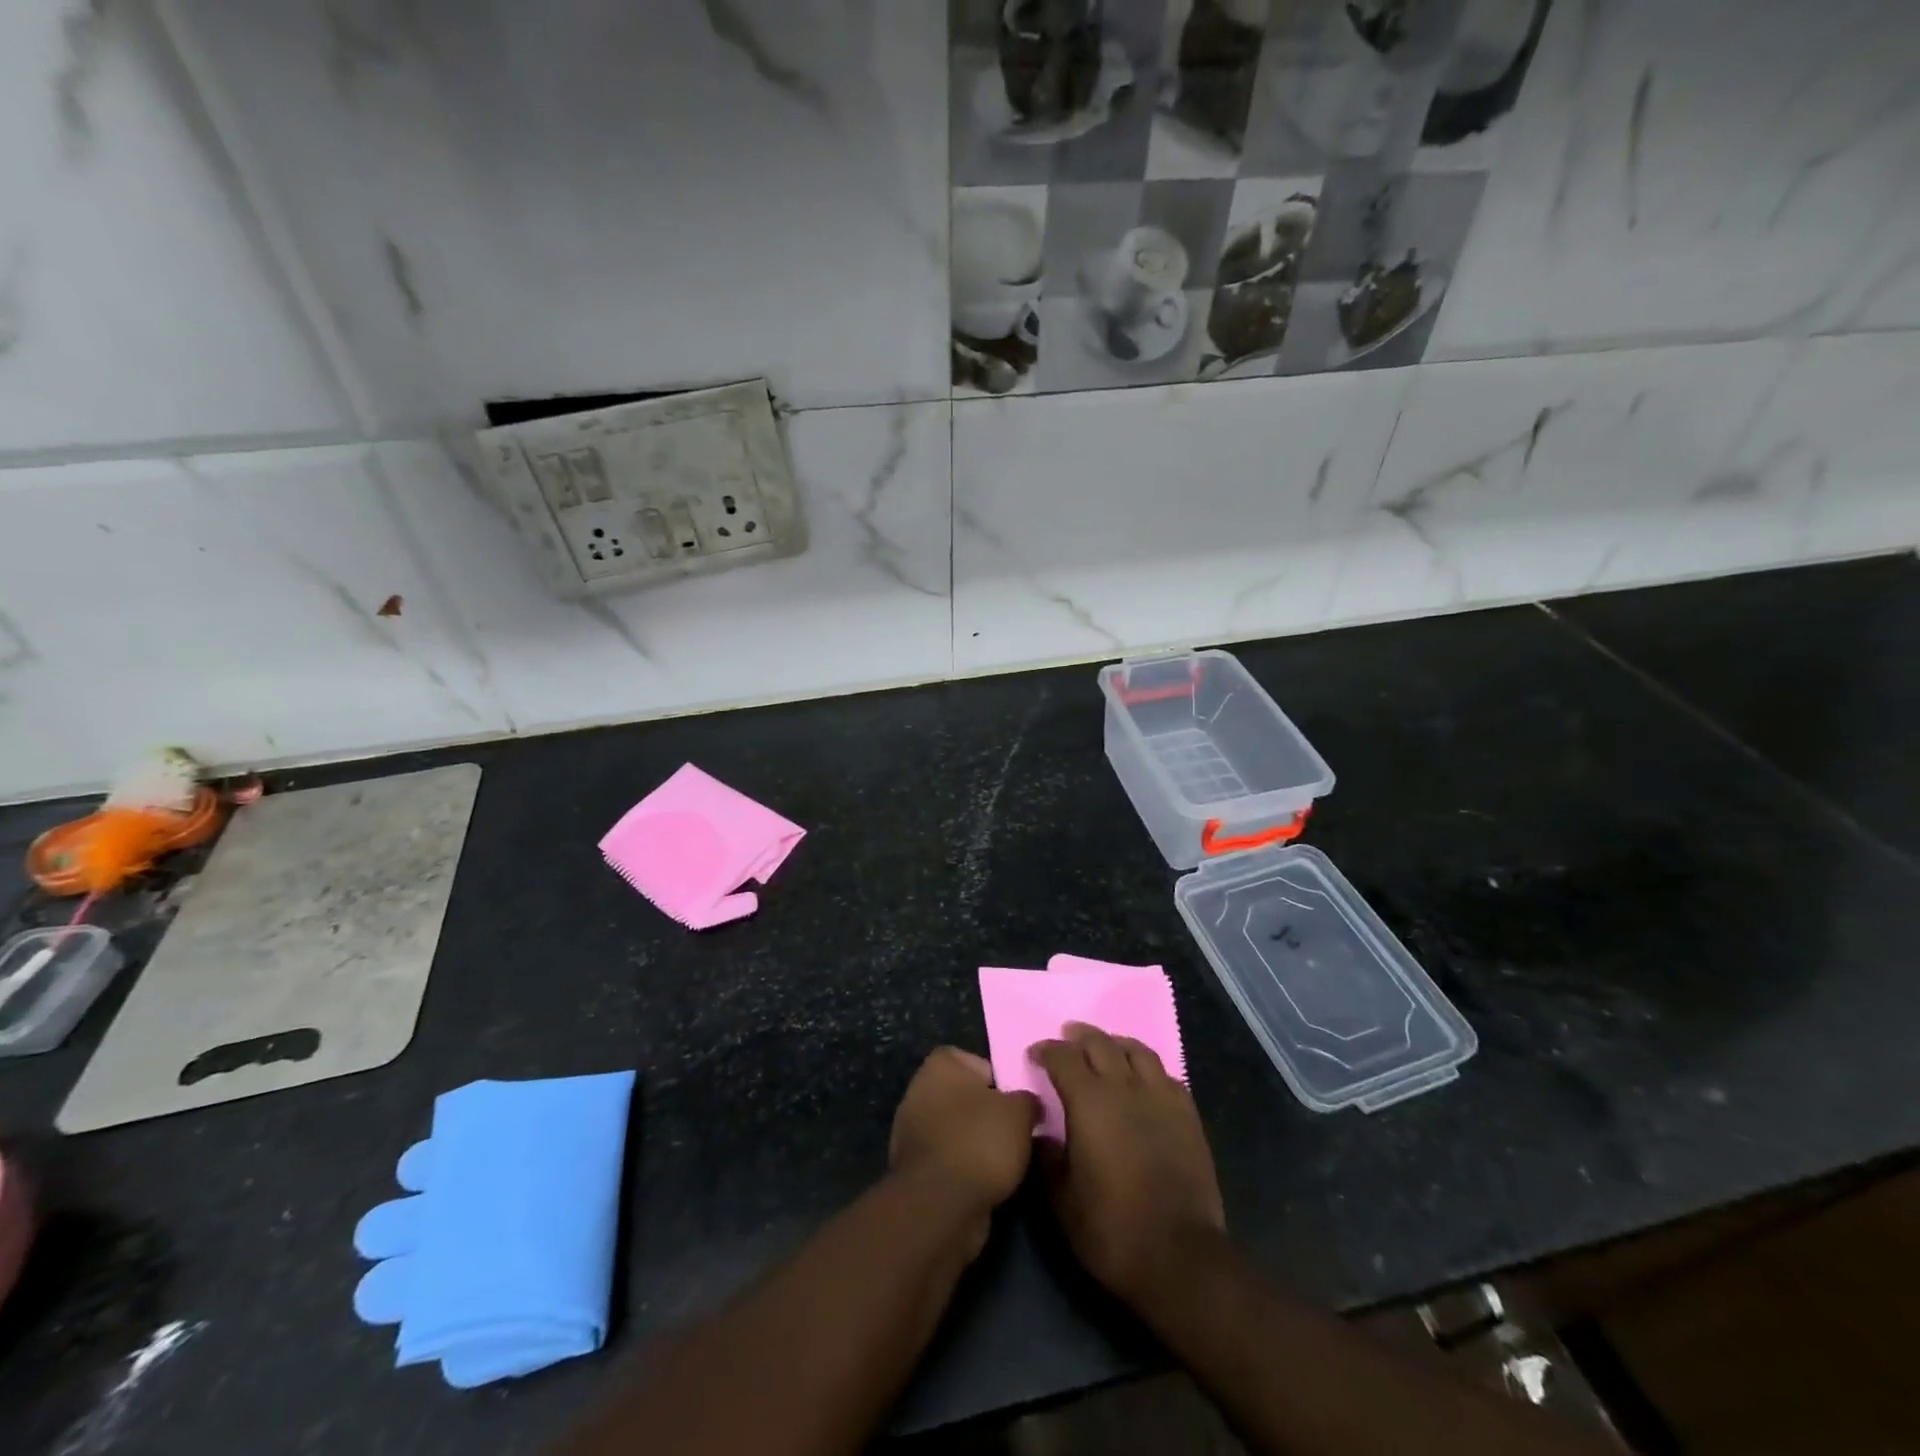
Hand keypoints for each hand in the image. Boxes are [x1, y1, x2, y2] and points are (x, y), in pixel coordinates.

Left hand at [890, 1048, 1039, 1218]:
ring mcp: (911, 1131)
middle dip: (989, 1114)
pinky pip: (948, 1158)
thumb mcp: (1020, 1112)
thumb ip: (1027, 1100)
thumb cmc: (981, 1141)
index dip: (999, 1080)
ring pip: (957, 1129)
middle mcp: (919, 1090)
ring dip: (977, 1143)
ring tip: (1006, 1161)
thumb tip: (1029, 1104)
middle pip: (965, 1097)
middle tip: (1016, 1131)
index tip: (1016, 1102)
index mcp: (939, 1065)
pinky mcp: (913, 1168)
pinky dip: (965, 1167)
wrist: (942, 1205)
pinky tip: (986, 1182)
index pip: (975, 1062)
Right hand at [1032, 1023, 1225, 1306]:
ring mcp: (1161, 1097)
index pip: (1063, 1057)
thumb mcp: (1061, 1201)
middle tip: (1067, 1039)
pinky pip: (1165, 1074)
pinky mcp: (1188, 1114)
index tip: (1035, 1055)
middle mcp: (1125, 1087)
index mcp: (1089, 1101)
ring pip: (1137, 1050)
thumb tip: (1040, 1133)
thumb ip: (1046, 1159)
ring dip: (1116, 1043)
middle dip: (1079, 1036)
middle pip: (1100, 1043)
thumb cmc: (1112, 1229)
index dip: (1046, 1050)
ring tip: (1107, 1048)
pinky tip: (1144, 1080)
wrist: (1180, 1256)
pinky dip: (1148, 1069)